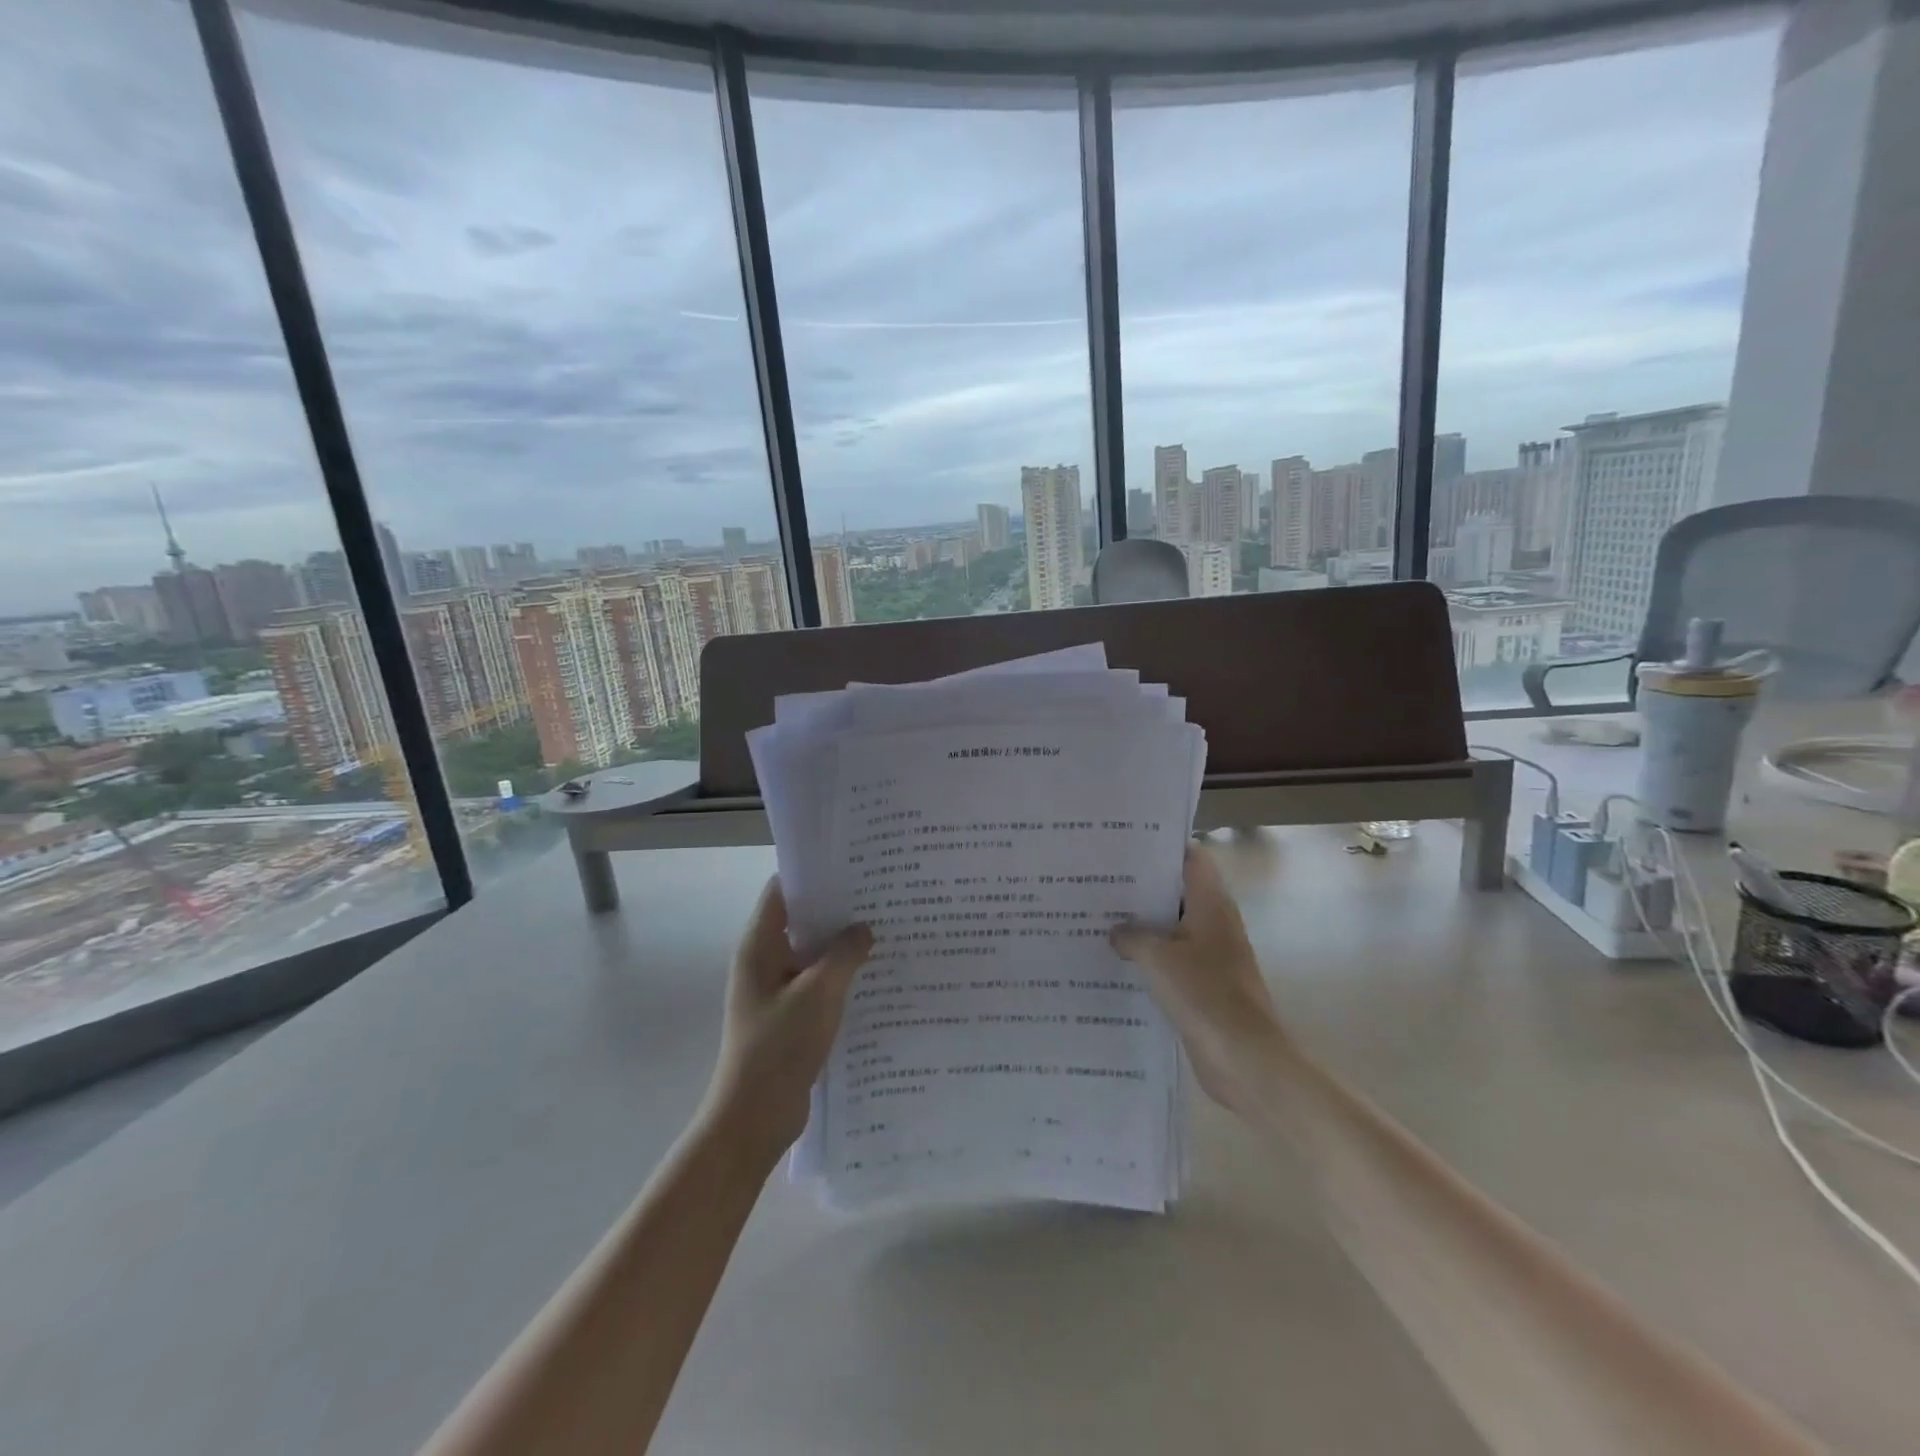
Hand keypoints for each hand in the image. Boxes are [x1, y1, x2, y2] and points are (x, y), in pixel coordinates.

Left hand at [704, 878, 872, 1168]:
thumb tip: (863, 929)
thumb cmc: (780, 1047)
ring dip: (841, 944)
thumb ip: (844, 955)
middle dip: (836, 908)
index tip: (852, 864)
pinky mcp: (789, 1015)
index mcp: (759, 946)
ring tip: (884, 928)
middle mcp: (764, 961)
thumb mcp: (819, 994)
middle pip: (800, 920)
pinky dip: (840, 974)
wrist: (755, 1118)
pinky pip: (817, 982)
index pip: (782, 891)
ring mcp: (775, 989)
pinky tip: (874, 973)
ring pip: (811, 953)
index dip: (813, 873)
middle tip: (879, 894)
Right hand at [1111, 843, 1289, 1116]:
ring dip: (1140, 925)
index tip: (1122, 844)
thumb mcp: (1157, 957)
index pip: (1189, 857)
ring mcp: (1209, 955)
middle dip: (1140, 887)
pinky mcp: (1201, 985)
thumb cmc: (1205, 994)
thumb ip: (1131, 936)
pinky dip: (1146, 957)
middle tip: (1097, 879)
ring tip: (1096, 916)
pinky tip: (1113, 960)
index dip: (1159, 847)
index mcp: (1211, 903)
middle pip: (1176, 891)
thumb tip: (1116, 932)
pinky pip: (1169, 960)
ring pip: (1170, 927)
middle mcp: (1213, 922)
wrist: (1245, 1059)